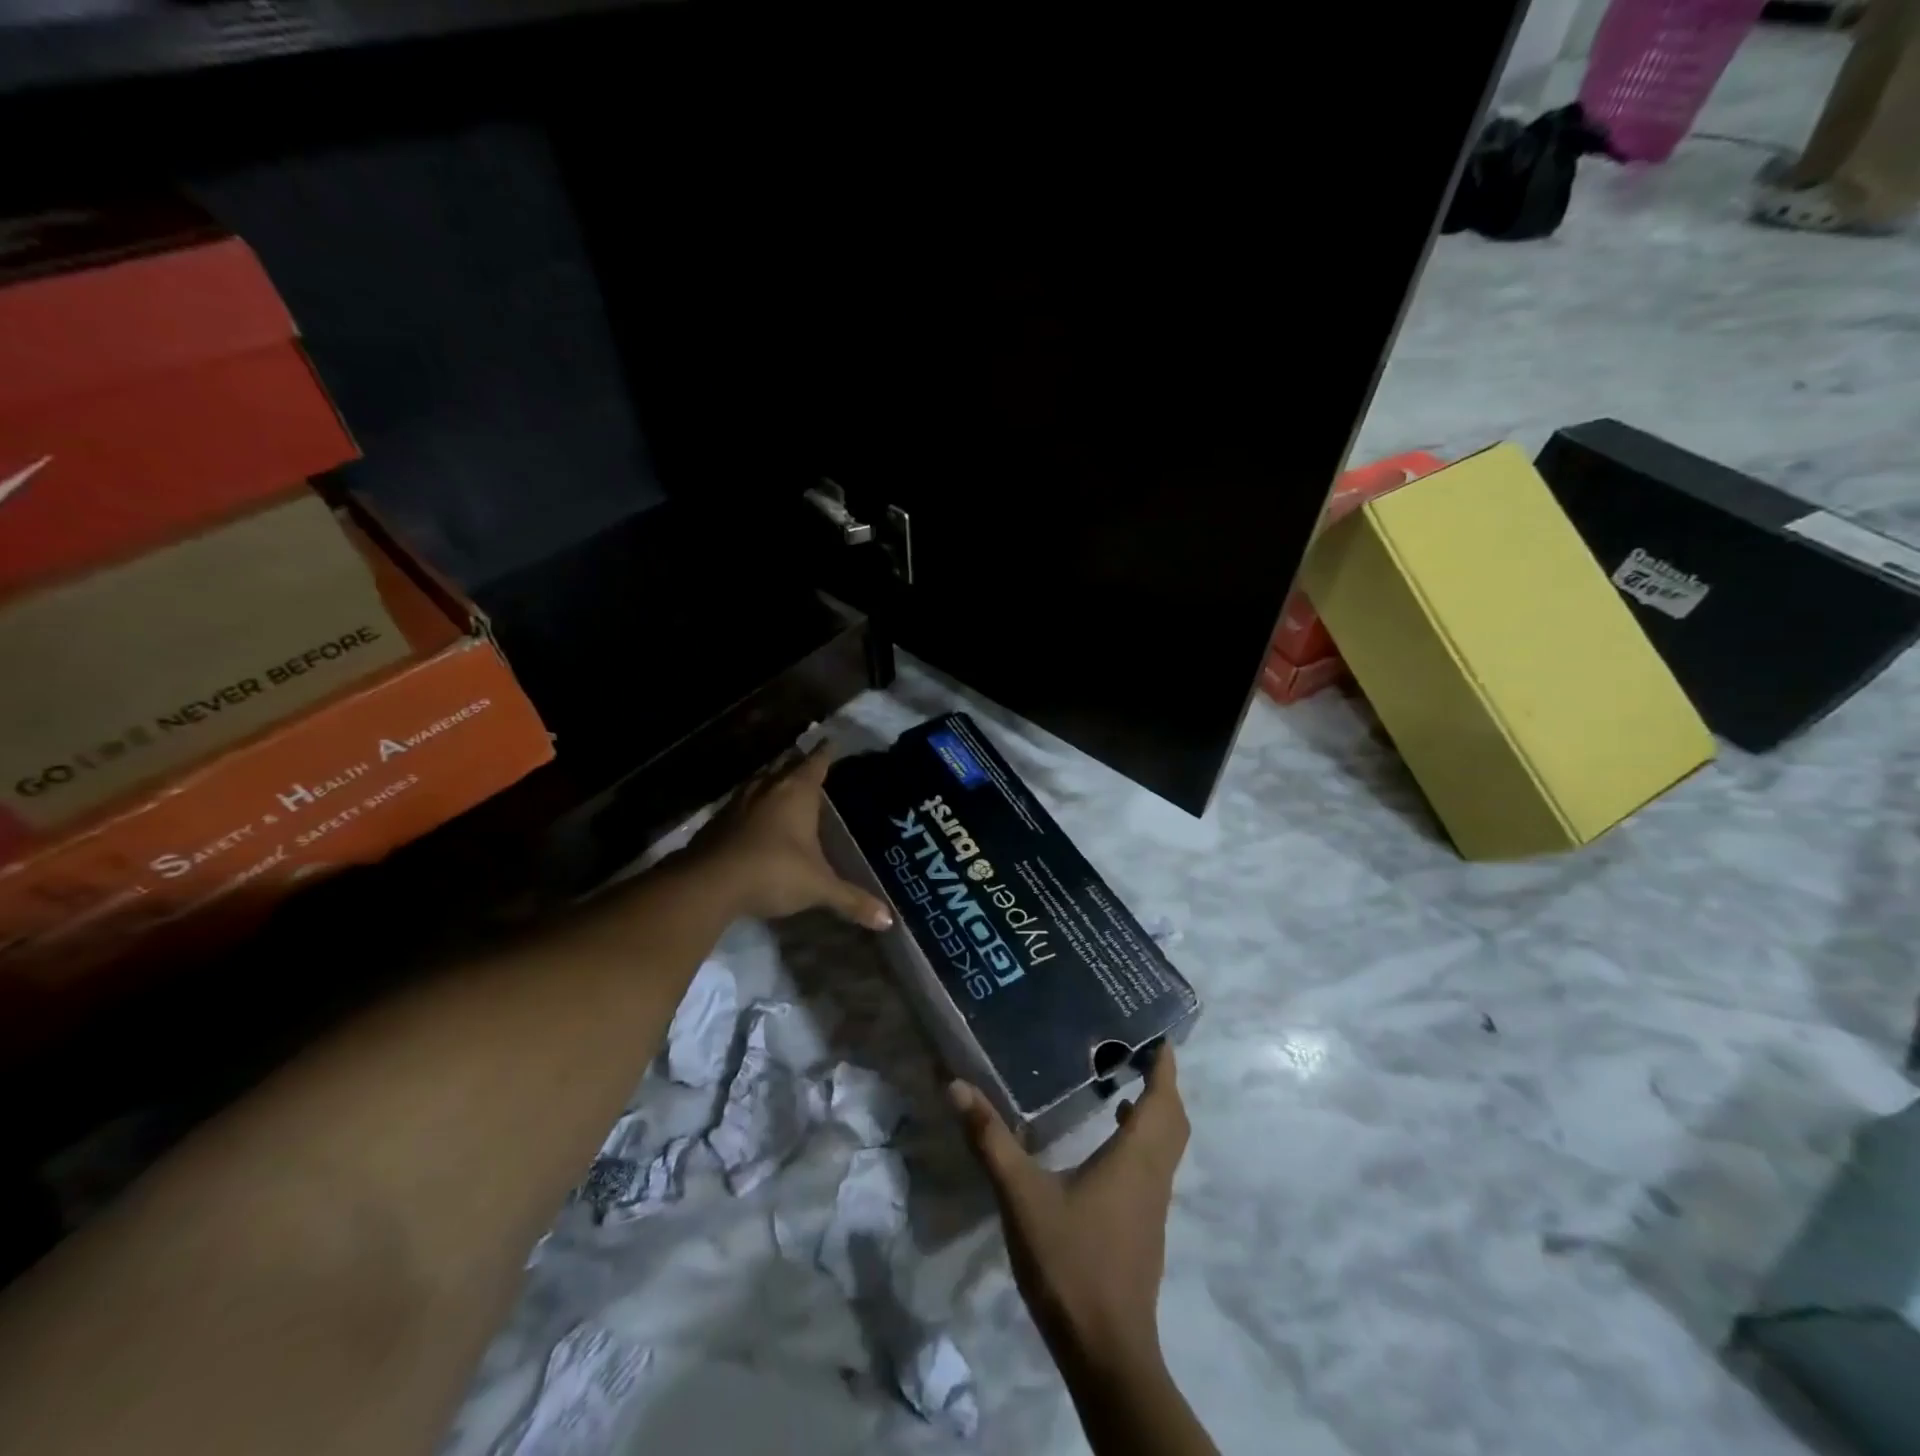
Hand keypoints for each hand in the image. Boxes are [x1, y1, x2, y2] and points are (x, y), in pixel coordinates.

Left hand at [687, 744, 893, 930]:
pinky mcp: (717, 822)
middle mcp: (767, 789)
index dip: (825, 752)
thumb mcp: (818, 887)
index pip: (816, 763)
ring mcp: (738, 803)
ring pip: (760, 781)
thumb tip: (888, 919)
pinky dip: (752, 804)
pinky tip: (754, 816)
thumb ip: (851, 900)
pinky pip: (741, 803)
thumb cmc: (774, 871)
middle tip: (809, 760)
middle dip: (797, 762)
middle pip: (785, 766)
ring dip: (771, 780)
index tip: (831, 741)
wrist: (709, 883)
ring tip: (782, 782)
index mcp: (797, 793)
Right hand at [950, 1046, 1188, 1376]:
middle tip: (1137, 1050)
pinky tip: (1107, 1143)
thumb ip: (990, 1140)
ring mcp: (1152, 1205)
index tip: (1159, 1033)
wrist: (1106, 1352)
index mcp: (1135, 1159)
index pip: (1162, 1099)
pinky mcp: (1144, 1227)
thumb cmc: (1070, 1263)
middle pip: (1172, 1120)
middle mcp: (1152, 1176)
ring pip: (1166, 1146)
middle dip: (1162, 1083)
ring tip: (1121, 1083)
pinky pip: (1153, 1166)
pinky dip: (1142, 1140)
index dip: (1165, 1065)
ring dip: (1154, 1112)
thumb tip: (957, 1085)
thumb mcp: (1021, 1196)